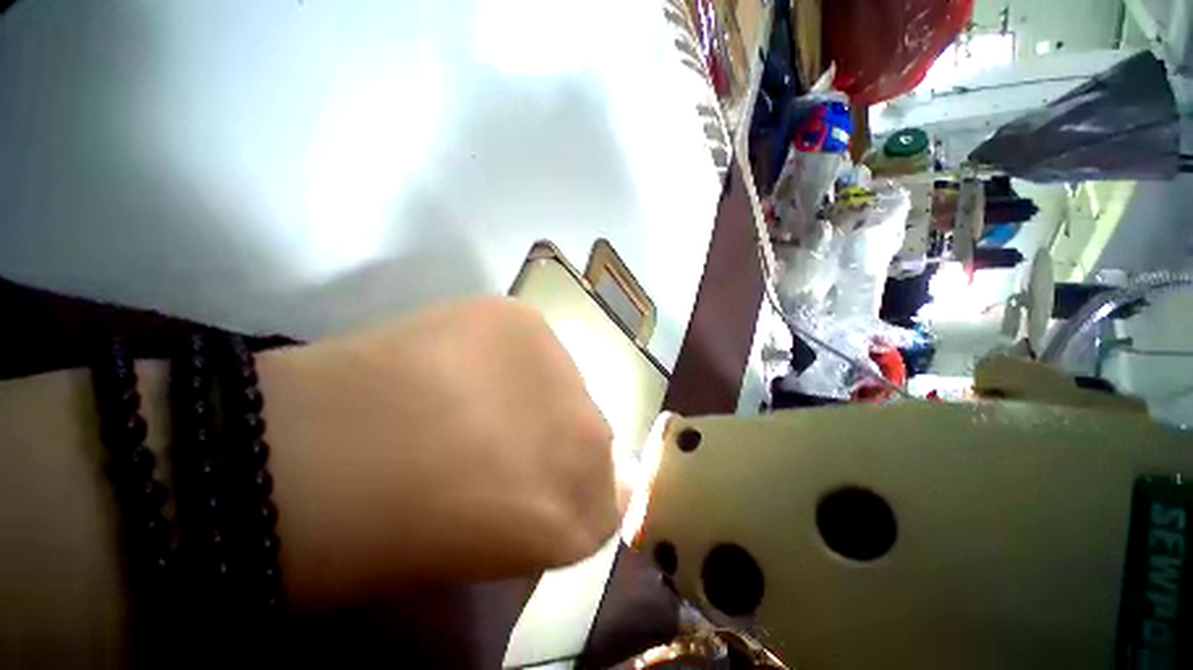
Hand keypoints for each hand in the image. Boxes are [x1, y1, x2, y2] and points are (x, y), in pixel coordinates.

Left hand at [260, 297, 618, 605]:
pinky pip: (534, 340)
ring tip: (476, 393)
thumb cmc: (378, 538)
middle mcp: (589, 439)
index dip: (580, 486)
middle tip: (504, 436)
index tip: (549, 477)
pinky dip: (509, 352)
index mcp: (577, 519)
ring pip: (570, 382)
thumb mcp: (474, 554)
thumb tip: (552, 478)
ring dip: (536, 392)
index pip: (613, 497)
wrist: (293, 457)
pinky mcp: (523, 319)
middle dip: (558, 438)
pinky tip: (464, 359)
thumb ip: (534, 519)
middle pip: (596, 434)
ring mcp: (561, 370)